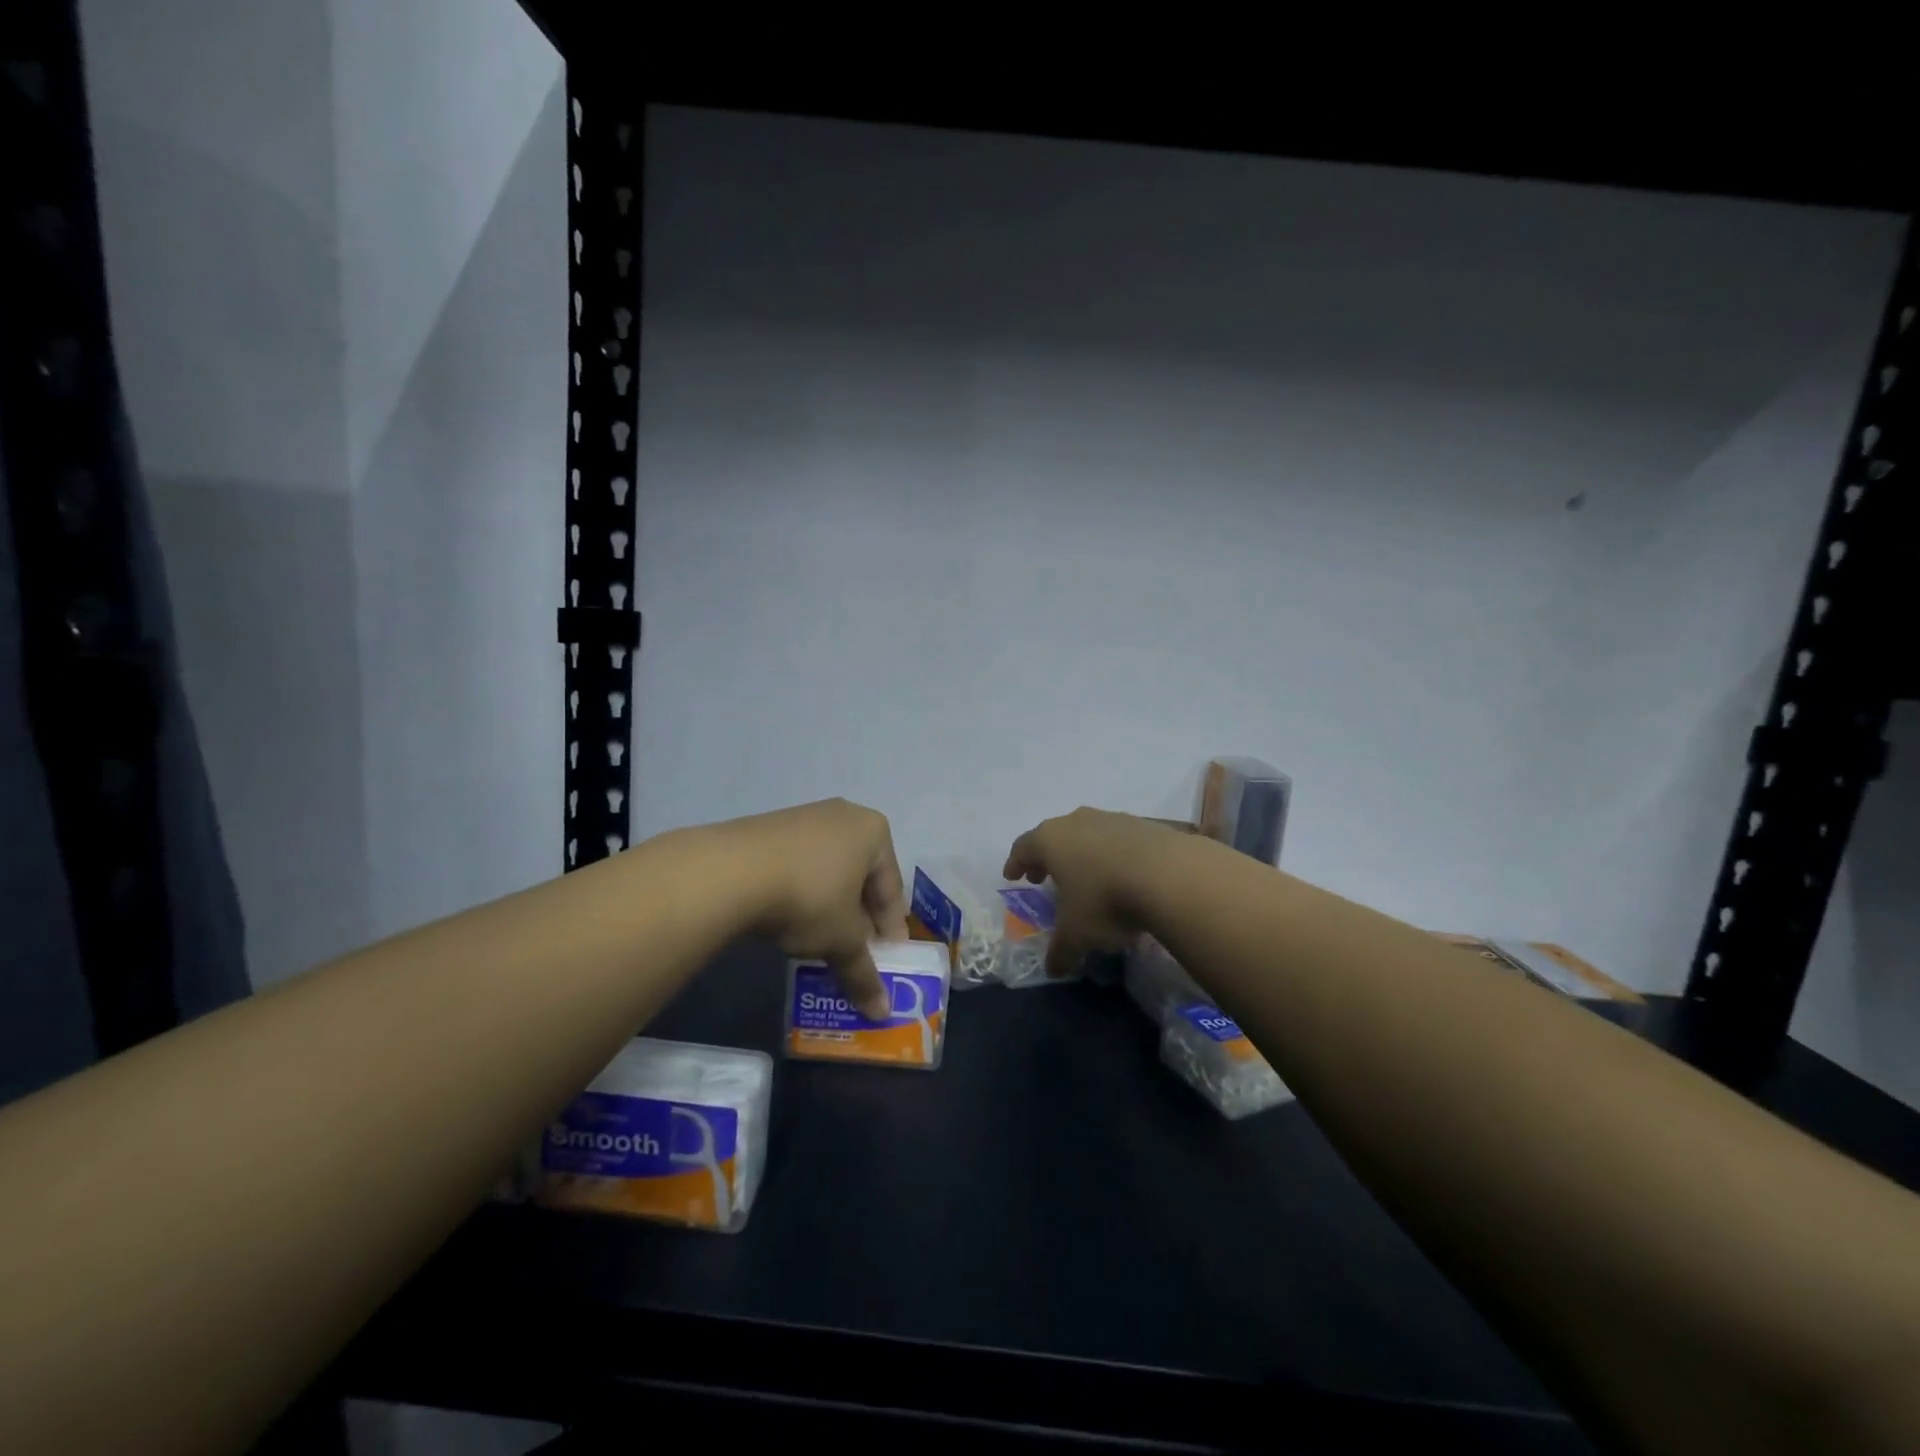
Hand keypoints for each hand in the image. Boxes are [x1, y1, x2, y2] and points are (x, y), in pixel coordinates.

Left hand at [718, 798, 907, 1019]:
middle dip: (860, 918)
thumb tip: (881, 1011)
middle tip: (855, 954)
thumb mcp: (841, 940)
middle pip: (861, 877)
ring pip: (828, 872)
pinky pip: (798, 866)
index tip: (887, 961)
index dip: (891, 930)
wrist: (730, 871)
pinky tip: (788, 921)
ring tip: (820, 943)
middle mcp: (844, 816)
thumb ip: (863, 973)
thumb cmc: (808, 897)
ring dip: (829, 908)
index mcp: (874, 832)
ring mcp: (803, 818)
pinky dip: (801, 894)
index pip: (892, 889)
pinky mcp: (768, 828)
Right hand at [1004, 808, 1189, 978]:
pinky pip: (1118, 840)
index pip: (1023, 847)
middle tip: (1044, 876)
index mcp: (1050, 840)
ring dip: (1082, 854)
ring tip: (1086, 877)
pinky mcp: (1144, 825)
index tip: (1012, 876)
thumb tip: (1053, 968)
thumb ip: (1061, 950)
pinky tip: (1122, 875)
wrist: (1169, 875)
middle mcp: (1077, 821)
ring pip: (1087, 834)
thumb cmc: (1105, 900)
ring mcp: (1112, 819)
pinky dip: (1112, 855)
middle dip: (1047, 857)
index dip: (1016, 863)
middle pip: (1054, 836)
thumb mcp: (1077, 934)